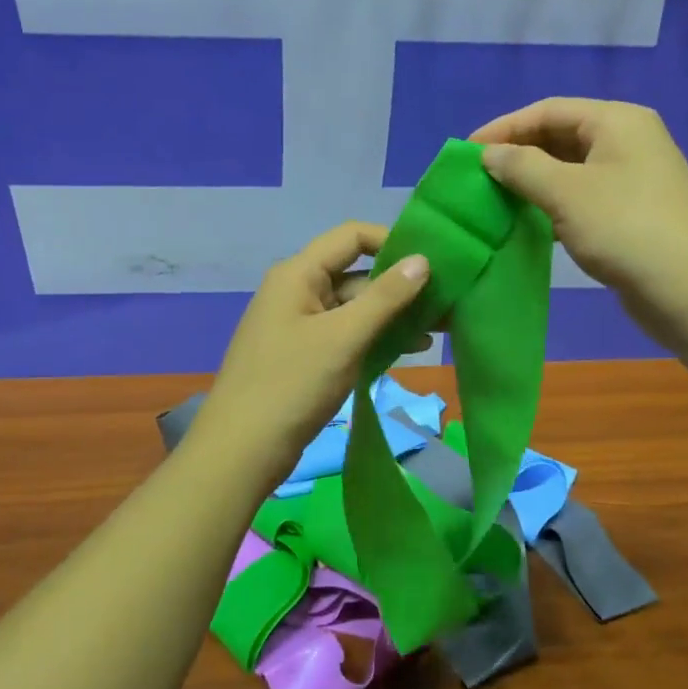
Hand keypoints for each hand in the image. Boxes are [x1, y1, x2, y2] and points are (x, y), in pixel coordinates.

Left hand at [188, 222, 431, 490]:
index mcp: (298, 274)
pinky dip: (375, 337)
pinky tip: (409, 350)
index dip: (391, 242)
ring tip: (438, 331)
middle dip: (400, 287)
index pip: (351, 236)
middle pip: (356, 273)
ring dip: (393, 316)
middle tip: (446, 304)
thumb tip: (422, 259)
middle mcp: (297, 291)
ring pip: (354, 308)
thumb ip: (386, 297)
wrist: (240, 452)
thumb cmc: (292, 384)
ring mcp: (300, 325)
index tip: (431, 264)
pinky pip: (346, 334)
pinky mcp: (305, 355)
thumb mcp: (344, 337)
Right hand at [470, 98, 687, 348]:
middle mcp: (628, 141)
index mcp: (617, 121)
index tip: (466, 152)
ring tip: (496, 200)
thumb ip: (522, 167)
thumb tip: (490, 154)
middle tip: (479, 178)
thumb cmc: (625, 228)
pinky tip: (530, 224)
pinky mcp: (633, 213)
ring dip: (534, 183)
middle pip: (561, 136)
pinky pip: (583, 198)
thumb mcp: (565, 192)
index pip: (549, 110)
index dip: (505, 128)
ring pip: (571, 170)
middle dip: (519, 155)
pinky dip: (554, 206)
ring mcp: (633, 179)